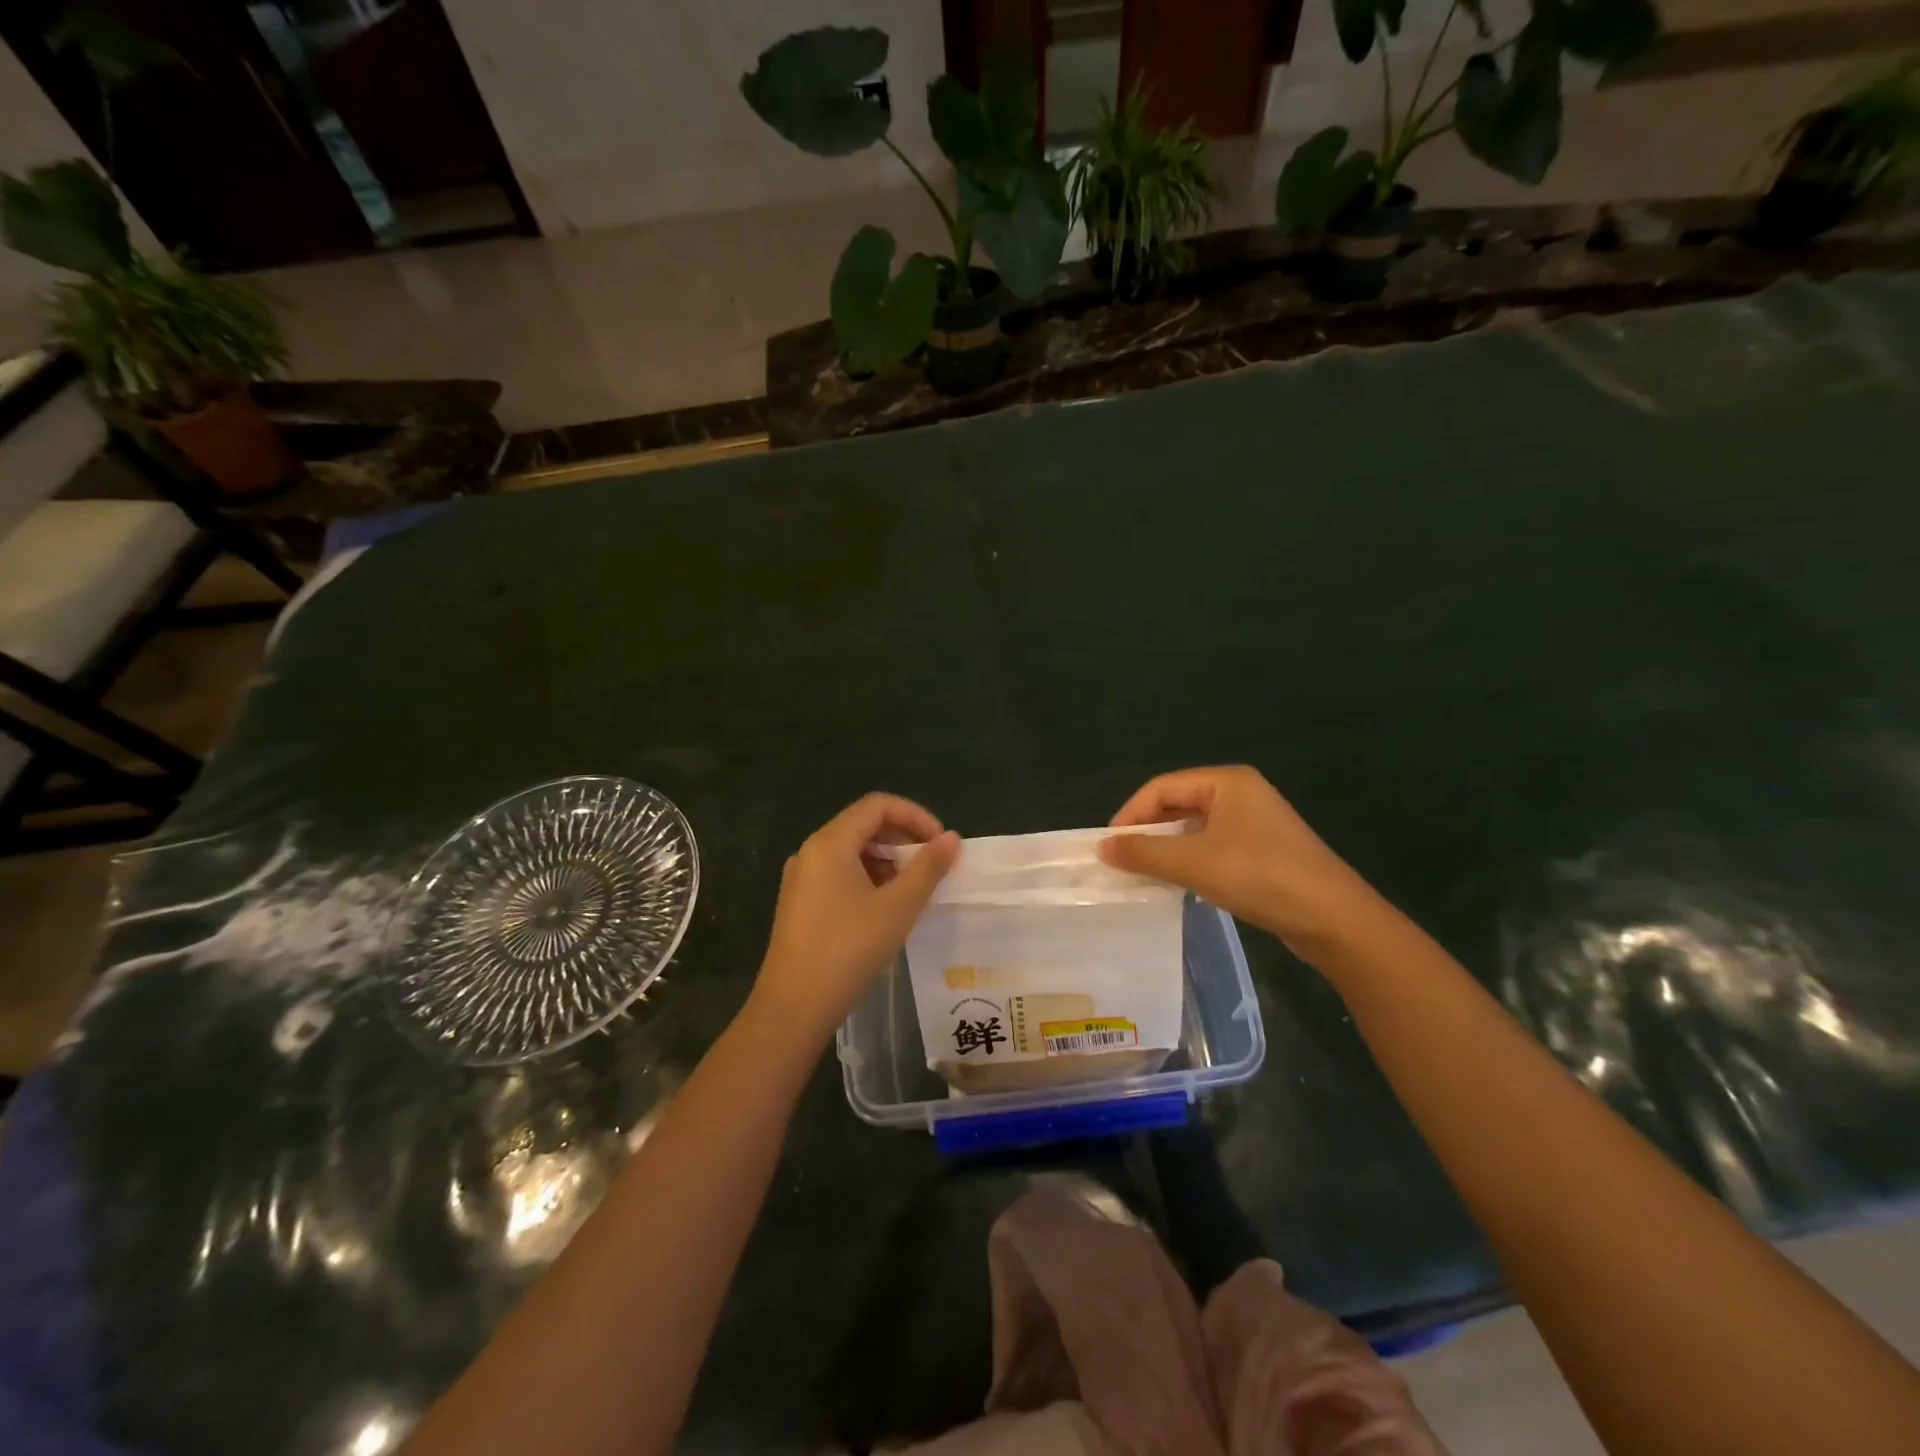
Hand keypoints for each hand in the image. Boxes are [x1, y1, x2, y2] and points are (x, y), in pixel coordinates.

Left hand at [749, 793, 959, 1044]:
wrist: (793, 1008)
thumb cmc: (849, 951)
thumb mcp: (898, 907)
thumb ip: (927, 868)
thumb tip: (951, 838)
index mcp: (830, 843)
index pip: (877, 805)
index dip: (915, 815)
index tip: (940, 843)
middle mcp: (811, 851)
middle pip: (863, 824)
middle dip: (902, 838)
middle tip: (931, 866)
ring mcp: (801, 878)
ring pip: (851, 851)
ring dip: (886, 860)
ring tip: (912, 889)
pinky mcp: (800, 902)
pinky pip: (839, 873)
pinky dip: (867, 878)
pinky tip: (885, 908)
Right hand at [1099, 765, 1379, 958]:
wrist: (1333, 919)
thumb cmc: (1259, 876)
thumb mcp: (1192, 862)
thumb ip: (1143, 852)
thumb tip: (1102, 847)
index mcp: (1226, 782)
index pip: (1161, 787)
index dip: (1130, 814)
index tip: (1109, 846)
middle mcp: (1240, 794)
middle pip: (1177, 804)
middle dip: (1147, 831)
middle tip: (1122, 861)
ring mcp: (1255, 823)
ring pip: (1194, 828)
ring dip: (1167, 849)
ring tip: (1143, 873)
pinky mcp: (1263, 851)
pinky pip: (1213, 847)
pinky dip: (1190, 861)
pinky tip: (1178, 883)